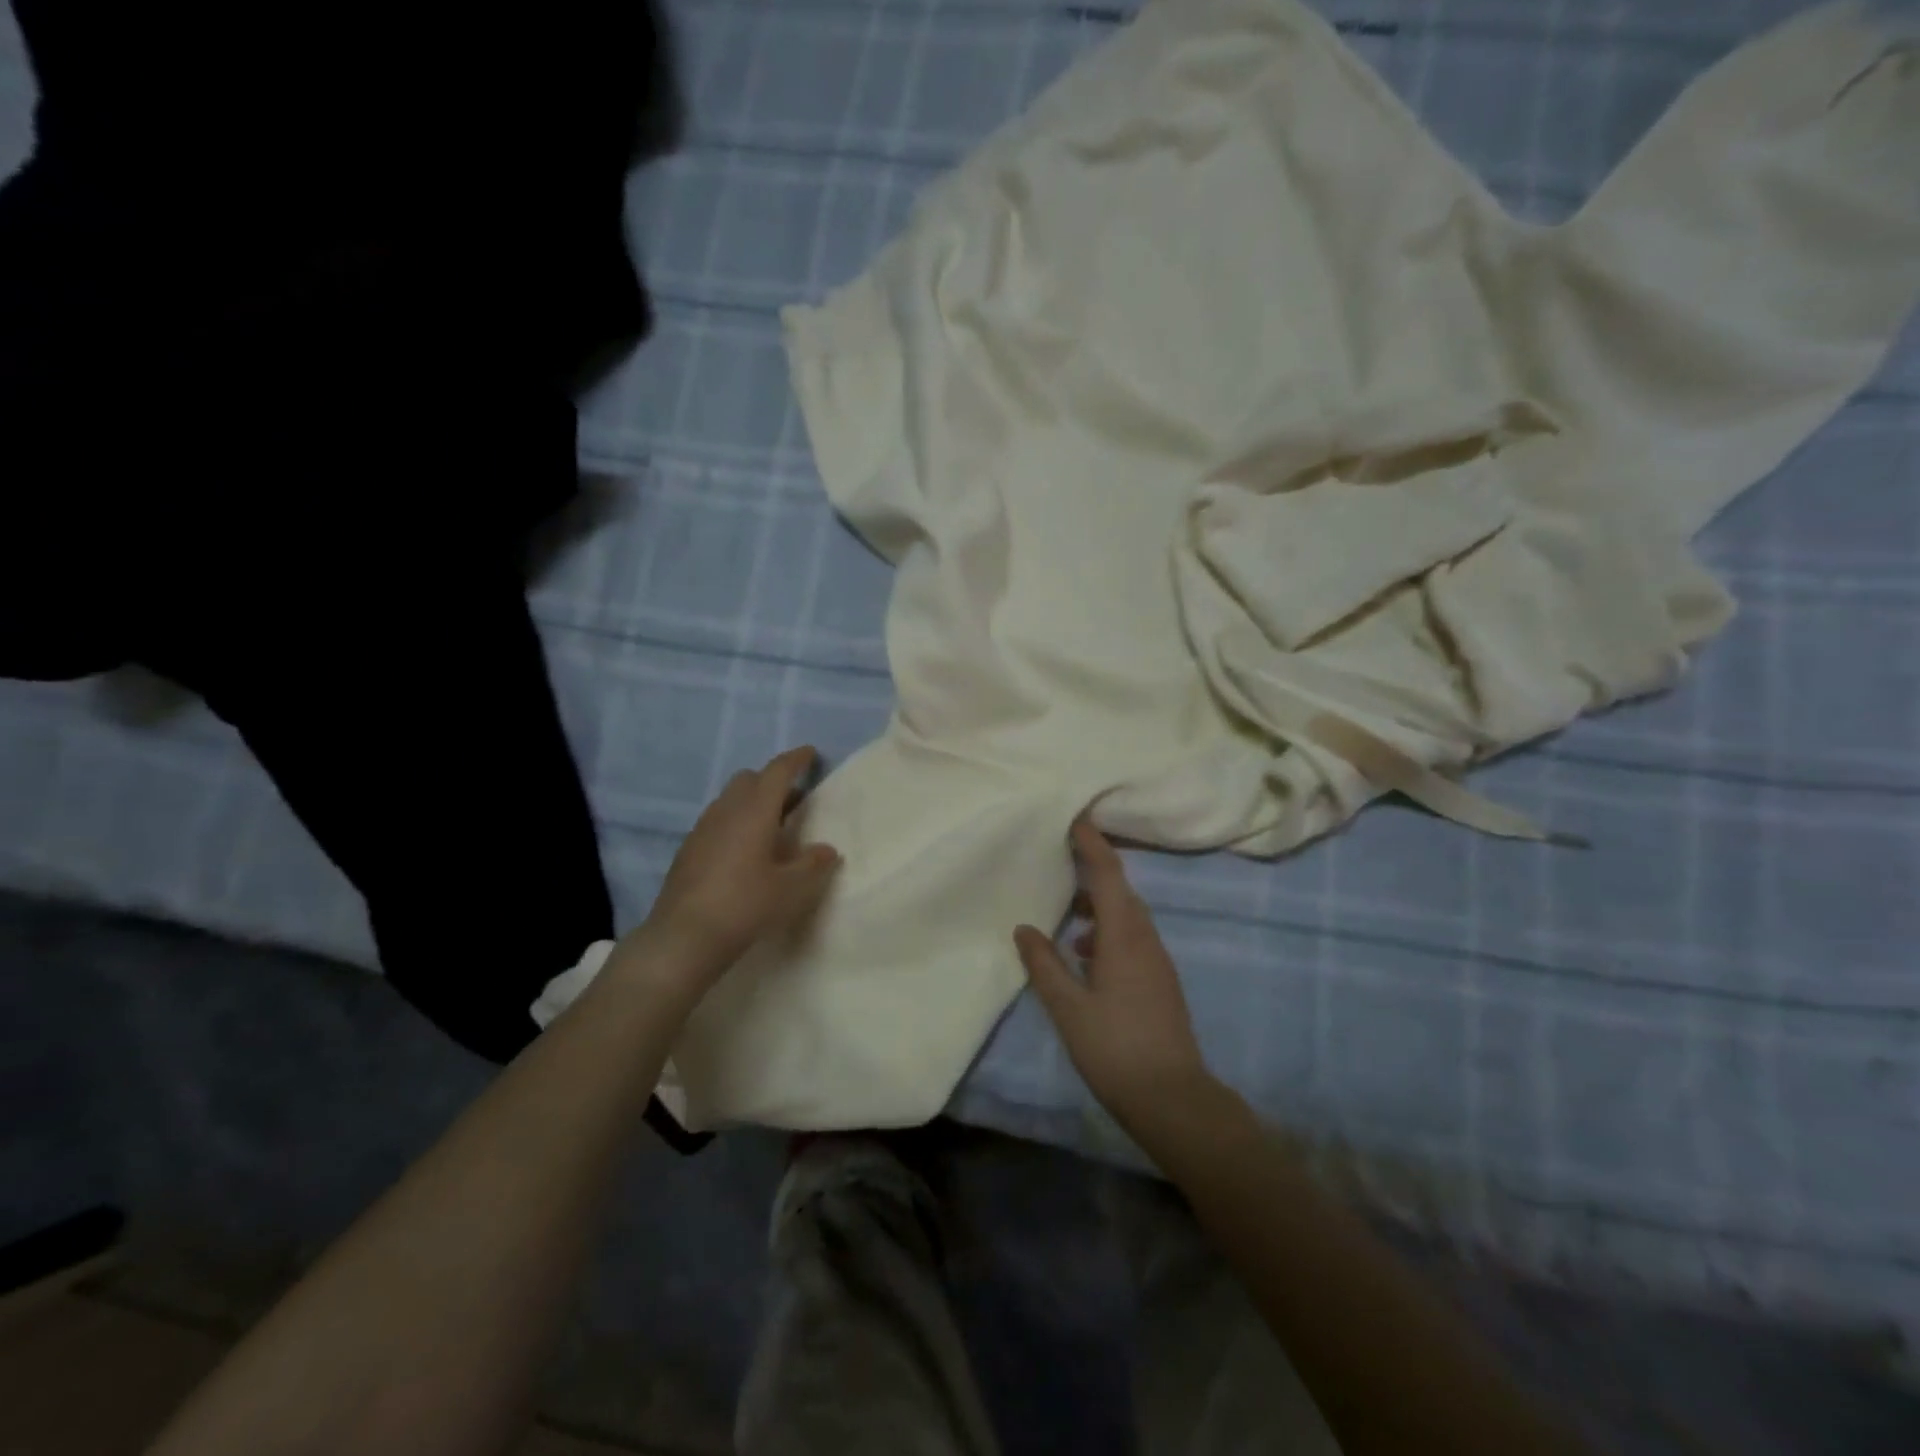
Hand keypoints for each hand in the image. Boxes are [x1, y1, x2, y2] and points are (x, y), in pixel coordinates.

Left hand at [631, 746, 841, 995]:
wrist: (683, 937)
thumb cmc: (745, 905)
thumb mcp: (791, 888)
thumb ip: (813, 864)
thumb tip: (826, 850)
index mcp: (754, 810)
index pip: (777, 771)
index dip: (796, 759)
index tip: (810, 754)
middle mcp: (726, 810)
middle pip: (749, 779)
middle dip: (772, 780)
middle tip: (794, 798)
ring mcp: (702, 829)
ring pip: (730, 800)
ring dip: (752, 802)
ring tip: (772, 827)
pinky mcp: (689, 849)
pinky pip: (718, 821)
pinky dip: (736, 822)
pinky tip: (745, 851)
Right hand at [1014, 822, 1211, 1132]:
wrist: (1173, 1099)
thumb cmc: (1115, 1049)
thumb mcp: (1069, 1008)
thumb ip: (1044, 965)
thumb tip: (1024, 928)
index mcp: (1125, 937)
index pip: (1109, 875)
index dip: (1093, 844)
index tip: (1076, 818)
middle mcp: (1146, 941)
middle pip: (1122, 892)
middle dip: (1096, 871)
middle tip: (1066, 859)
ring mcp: (1157, 962)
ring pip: (1128, 918)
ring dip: (1101, 906)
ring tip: (1069, 915)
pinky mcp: (1159, 982)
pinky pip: (1132, 940)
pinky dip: (1108, 934)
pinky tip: (1085, 958)